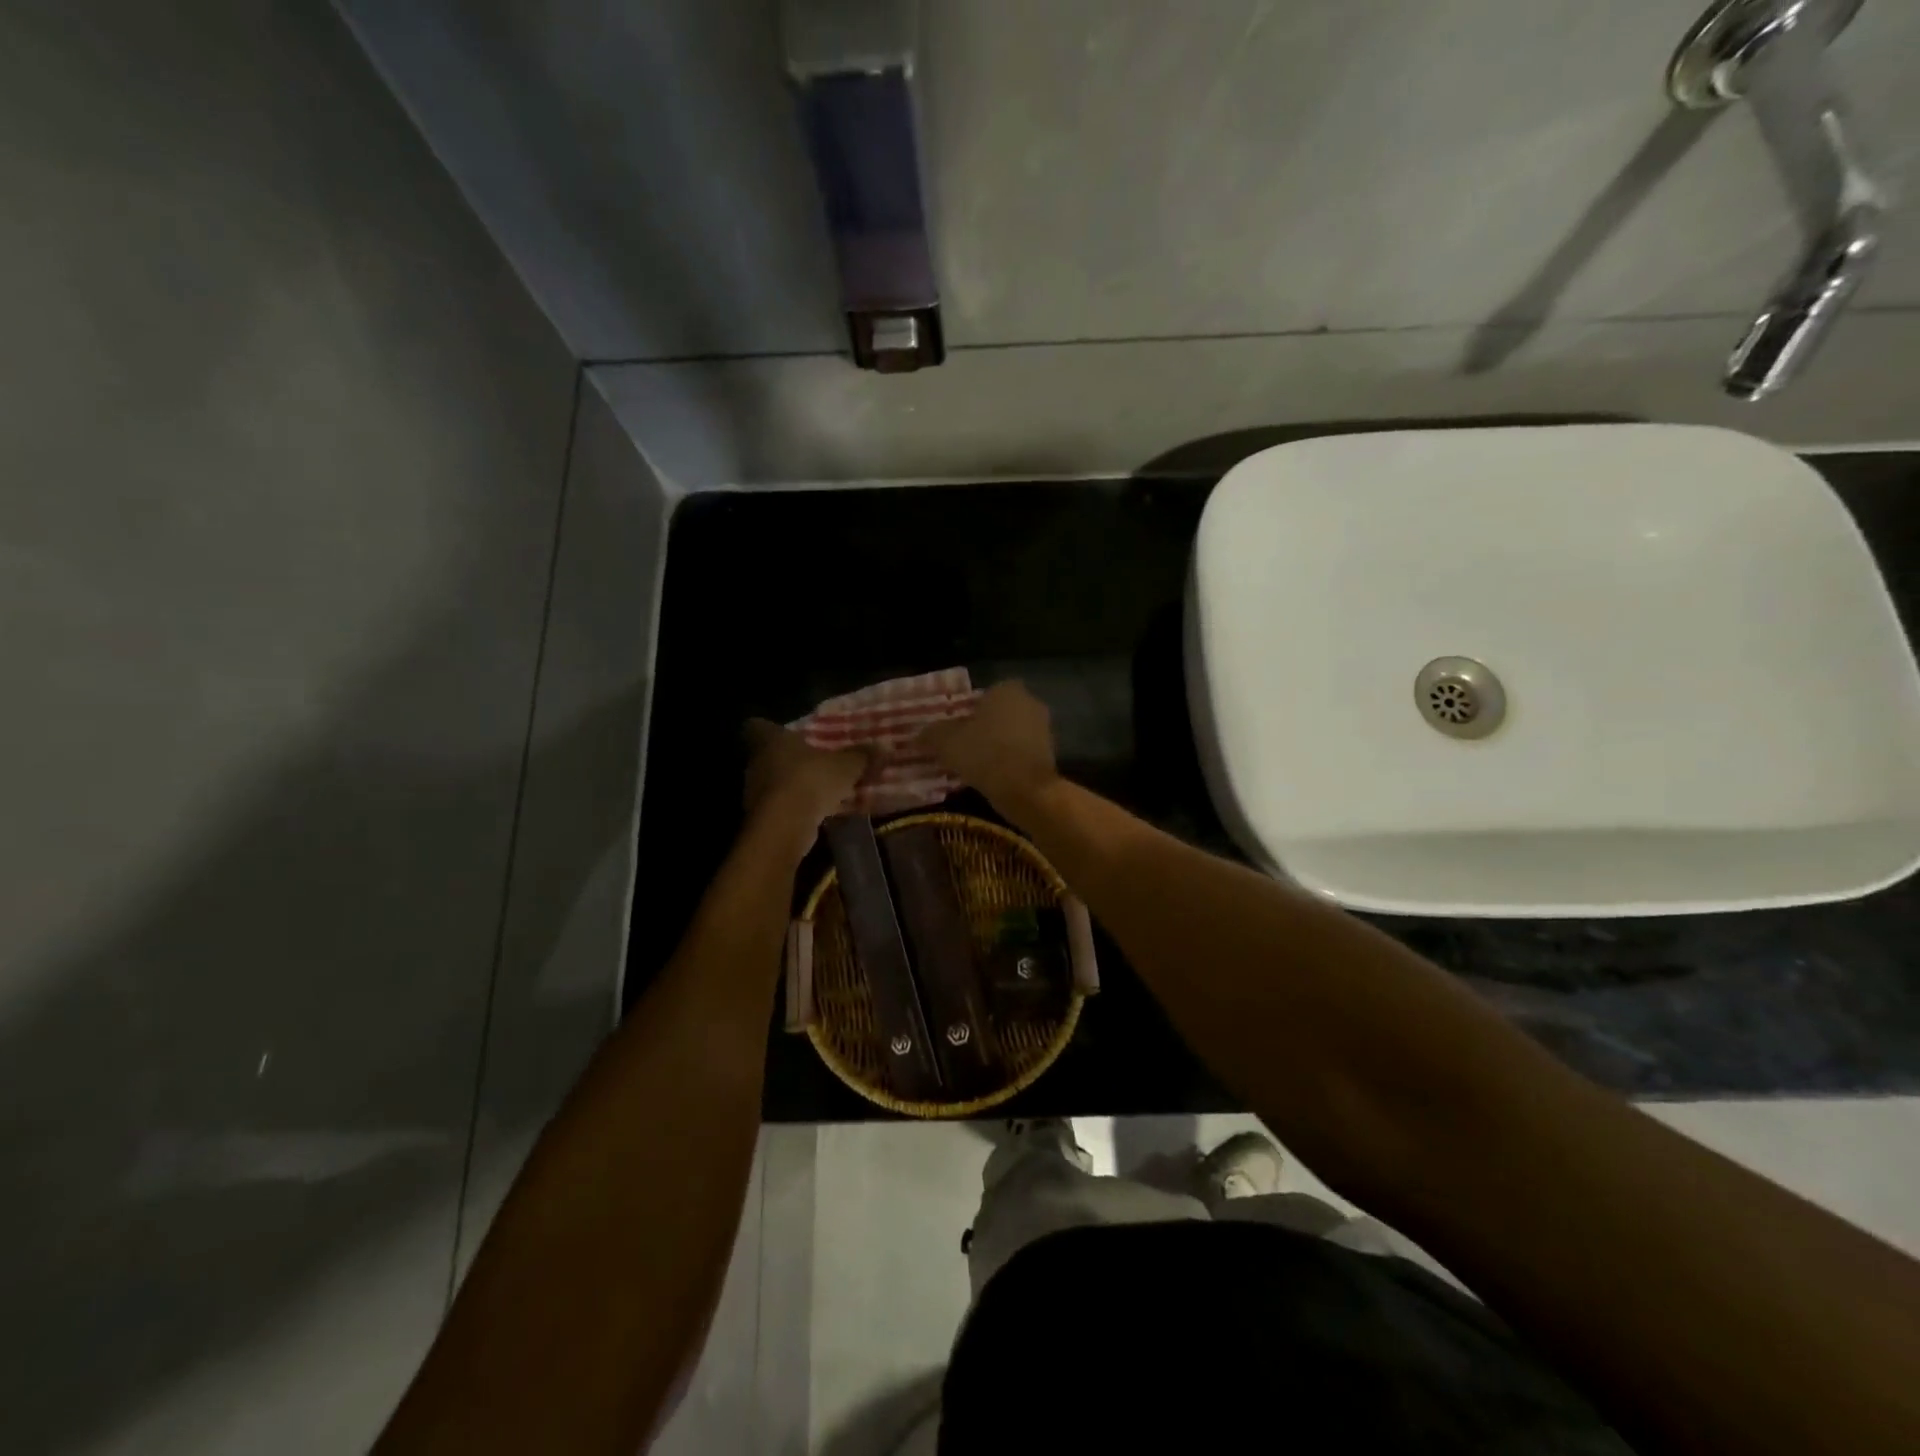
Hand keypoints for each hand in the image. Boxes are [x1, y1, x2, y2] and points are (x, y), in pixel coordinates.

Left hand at [743, 720, 866, 849]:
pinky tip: (814, 814)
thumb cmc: (811, 780)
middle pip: (767, 755)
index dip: (771, 729)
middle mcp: (756, 762)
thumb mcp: (846, 766)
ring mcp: (753, 791)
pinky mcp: (759, 818)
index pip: (757, 726)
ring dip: (792, 786)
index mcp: (771, 739)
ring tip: (819, 791)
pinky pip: (778, 807)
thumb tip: (885, 745)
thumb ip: (862, 756)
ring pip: (773, 782)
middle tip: (814, 762)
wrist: (784, 826)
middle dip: (789, 759)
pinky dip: (793, 808)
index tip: (789, 734)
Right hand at [917, 681, 1058, 814]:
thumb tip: (917, 736)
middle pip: (998, 713)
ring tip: (974, 764)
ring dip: (996, 745)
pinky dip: (1009, 761)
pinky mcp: (1050, 753)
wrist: (1025, 789)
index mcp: (1006, 690)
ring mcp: (1044, 728)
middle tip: (961, 746)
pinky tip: (993, 776)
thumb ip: (931, 734)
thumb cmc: (984, 754)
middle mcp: (1030, 702)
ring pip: (1011, 733)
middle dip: (983, 727)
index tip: (954, 728)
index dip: (967, 710)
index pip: (983, 694)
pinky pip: (1021, 752)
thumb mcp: (946, 742)